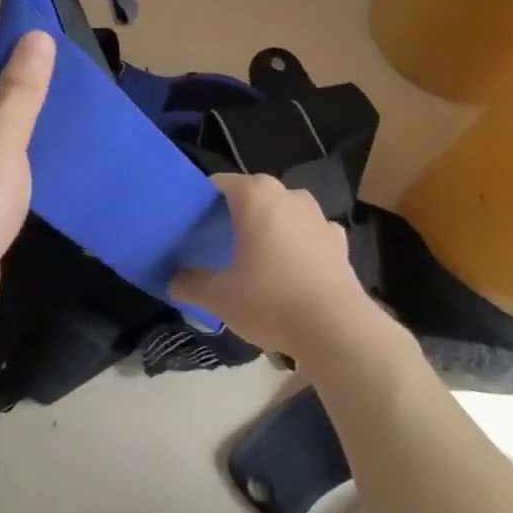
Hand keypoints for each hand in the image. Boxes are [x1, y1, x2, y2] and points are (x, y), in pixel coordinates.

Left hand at [0, 31, 55, 335]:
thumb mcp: (3, 138)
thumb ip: (21, 88)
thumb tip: (36, 35)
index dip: (16, 50)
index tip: (61, 55)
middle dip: (25, 86)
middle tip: (75, 87)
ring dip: (24, 121)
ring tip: (71, 117)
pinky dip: (17, 151)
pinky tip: (50, 156)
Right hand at [171, 173, 369, 358]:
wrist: (336, 328)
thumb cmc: (270, 300)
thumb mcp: (219, 297)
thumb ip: (191, 284)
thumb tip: (173, 281)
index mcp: (255, 195)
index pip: (219, 184)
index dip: (203, 202)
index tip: (193, 225)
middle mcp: (288, 195)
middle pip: (253, 195)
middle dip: (236, 214)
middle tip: (219, 243)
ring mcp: (318, 216)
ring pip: (283, 212)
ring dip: (270, 227)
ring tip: (256, 257)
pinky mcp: (339, 240)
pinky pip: (310, 233)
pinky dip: (299, 244)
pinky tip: (292, 269)